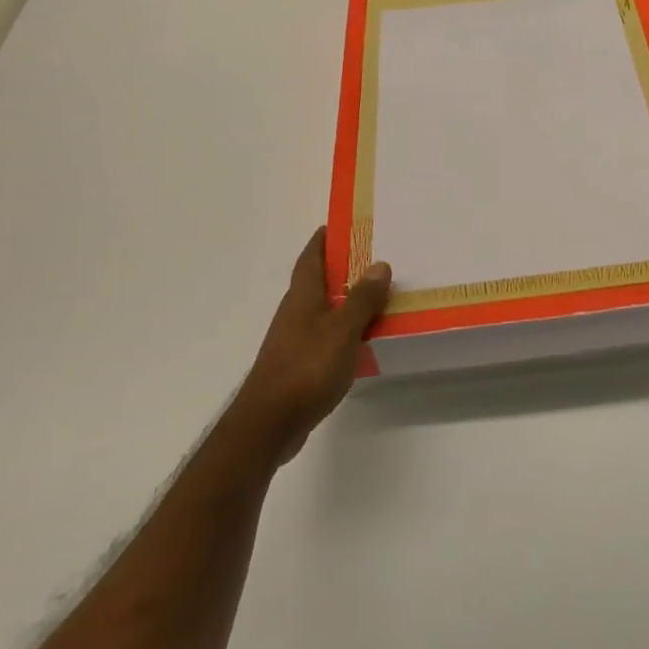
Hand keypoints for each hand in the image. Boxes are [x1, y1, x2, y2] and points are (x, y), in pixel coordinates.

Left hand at [233, 229, 390, 462]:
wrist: (269, 424)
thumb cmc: (307, 368)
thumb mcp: (343, 330)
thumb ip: (362, 298)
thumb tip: (379, 264)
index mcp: (302, 297)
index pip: (310, 257)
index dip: (323, 239)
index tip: (341, 225)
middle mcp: (295, 313)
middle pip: (316, 281)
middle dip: (340, 268)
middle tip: (372, 258)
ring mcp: (294, 340)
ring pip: (322, 309)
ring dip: (344, 300)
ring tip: (375, 296)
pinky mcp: (299, 365)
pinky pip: (325, 335)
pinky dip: (343, 329)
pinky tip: (361, 338)